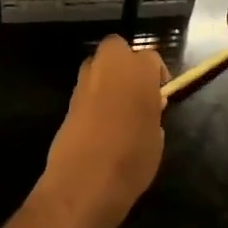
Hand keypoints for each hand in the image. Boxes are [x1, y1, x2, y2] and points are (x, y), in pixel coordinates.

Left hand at [35, 35, 166, 227]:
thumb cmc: (132, 158)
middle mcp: (108, 67)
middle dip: (125, 61)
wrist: (84, 180)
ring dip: (107, 78)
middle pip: (116, 47)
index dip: (157, 74)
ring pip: (97, 65)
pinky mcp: (68, 101)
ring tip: (117, 108)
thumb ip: (152, 114)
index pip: (151, 58)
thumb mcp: (156, 138)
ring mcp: (84, 82)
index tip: (160, 95)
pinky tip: (100, 123)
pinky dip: (93, 98)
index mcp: (137, 71)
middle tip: (136, 89)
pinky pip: (86, 89)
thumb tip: (148, 109)